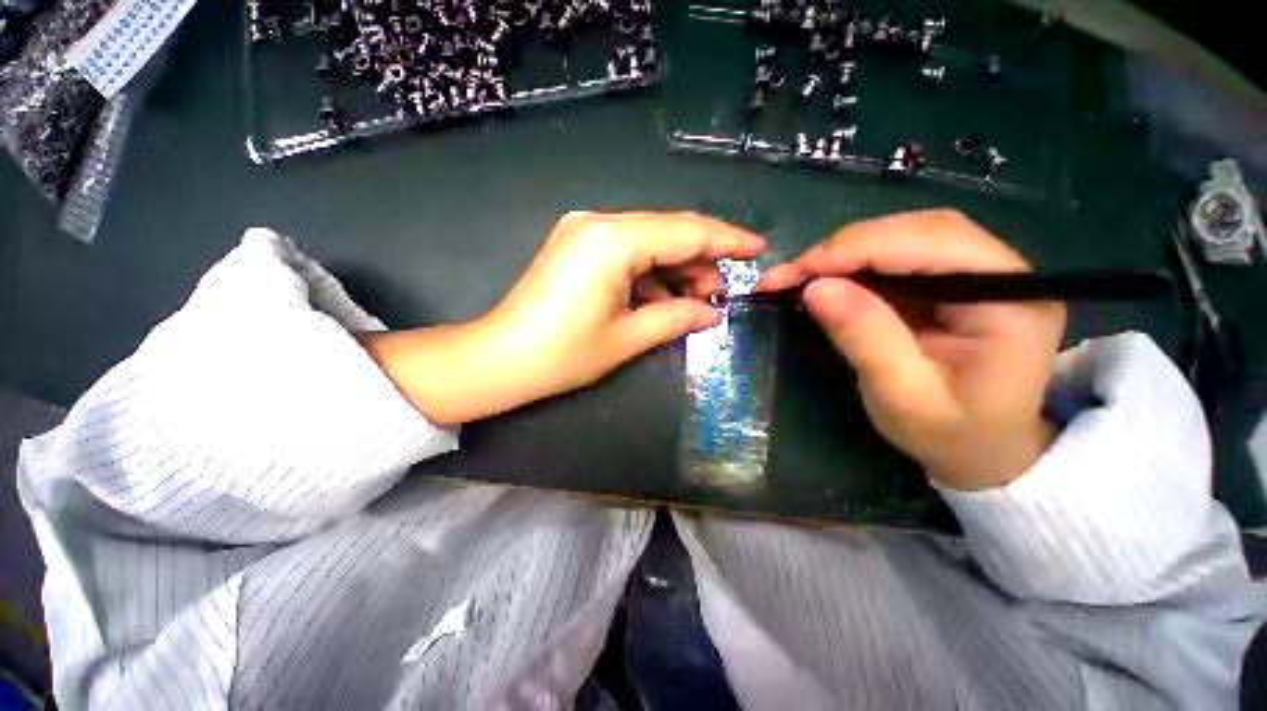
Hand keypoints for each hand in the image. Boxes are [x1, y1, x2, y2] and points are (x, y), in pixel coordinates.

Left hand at [361, 211, 765, 424]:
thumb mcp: (627, 338)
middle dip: (701, 260)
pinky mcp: (577, 245)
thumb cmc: (562, 355)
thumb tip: (712, 313)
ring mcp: (584, 231)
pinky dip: (650, 272)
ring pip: (649, 241)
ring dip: (676, 269)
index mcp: (612, 242)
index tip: (757, 248)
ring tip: (697, 301)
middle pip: (668, 231)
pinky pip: (627, 251)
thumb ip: (676, 317)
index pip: (684, 231)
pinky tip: (664, 298)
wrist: (500, 359)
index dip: (725, 240)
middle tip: (722, 294)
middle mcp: (598, 223)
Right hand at [760, 210, 1064, 490]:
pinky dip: (853, 265)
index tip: (798, 272)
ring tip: (799, 277)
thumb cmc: (951, 436)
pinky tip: (826, 280)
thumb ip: (866, 338)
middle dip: (845, 249)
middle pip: (917, 231)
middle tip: (789, 275)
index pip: (932, 244)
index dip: (857, 250)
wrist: (985, 452)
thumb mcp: (902, 397)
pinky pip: (897, 256)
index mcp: (1011, 300)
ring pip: (904, 236)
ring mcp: (979, 272)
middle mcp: (1004, 272)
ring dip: (845, 254)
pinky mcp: (952, 281)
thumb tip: (815, 288)